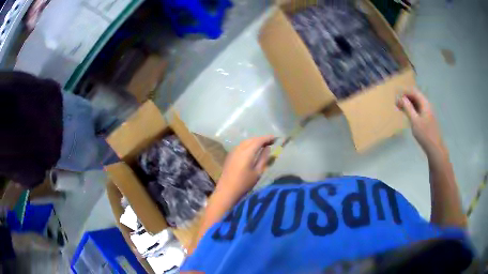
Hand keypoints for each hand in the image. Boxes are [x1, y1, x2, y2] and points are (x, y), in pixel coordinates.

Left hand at [216, 136, 274, 199]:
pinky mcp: (230, 155)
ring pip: (245, 142)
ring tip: (263, 144)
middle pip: (251, 140)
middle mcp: (239, 149)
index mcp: (247, 152)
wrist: (227, 191)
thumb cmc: (244, 183)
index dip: (267, 138)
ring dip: (254, 141)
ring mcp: (233, 151)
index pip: (258, 141)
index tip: (275, 138)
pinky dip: (248, 144)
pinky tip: (252, 149)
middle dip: (261, 139)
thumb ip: (263, 158)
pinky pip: (241, 146)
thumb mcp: (258, 172)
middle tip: (270, 141)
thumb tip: (267, 148)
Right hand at [397, 88, 444, 154]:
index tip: (396, 97)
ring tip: (400, 109)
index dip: (404, 92)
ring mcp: (428, 112)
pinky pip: (418, 110)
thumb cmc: (425, 134)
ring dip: (408, 104)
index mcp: (424, 103)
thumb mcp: (414, 121)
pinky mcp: (427, 118)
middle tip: (396, 104)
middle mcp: (427, 105)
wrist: (435, 148)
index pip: (413, 91)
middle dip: (406, 98)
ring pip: (417, 103)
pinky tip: (408, 115)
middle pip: (415, 96)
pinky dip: (412, 110)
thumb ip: (408, 108)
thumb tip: (401, 98)